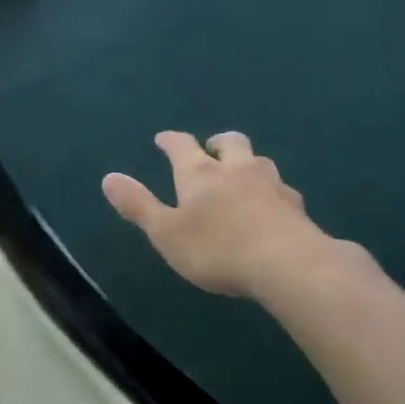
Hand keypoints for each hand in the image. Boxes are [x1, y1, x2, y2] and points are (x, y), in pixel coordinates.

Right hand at [102, 131, 342, 299]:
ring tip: (241, 175)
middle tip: (210, 149)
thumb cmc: (216, 249)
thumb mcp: (166, 232)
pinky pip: (281, 189)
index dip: (170, 140)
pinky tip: (270, 205)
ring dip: (247, 163)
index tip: (163, 139)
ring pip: (259, 161)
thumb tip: (108, 177)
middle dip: (217, 143)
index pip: (181, 146)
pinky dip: (270, 191)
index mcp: (200, 174)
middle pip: (230, 143)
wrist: (288, 264)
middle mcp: (236, 170)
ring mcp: (271, 185)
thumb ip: (138, 205)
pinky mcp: (296, 207)